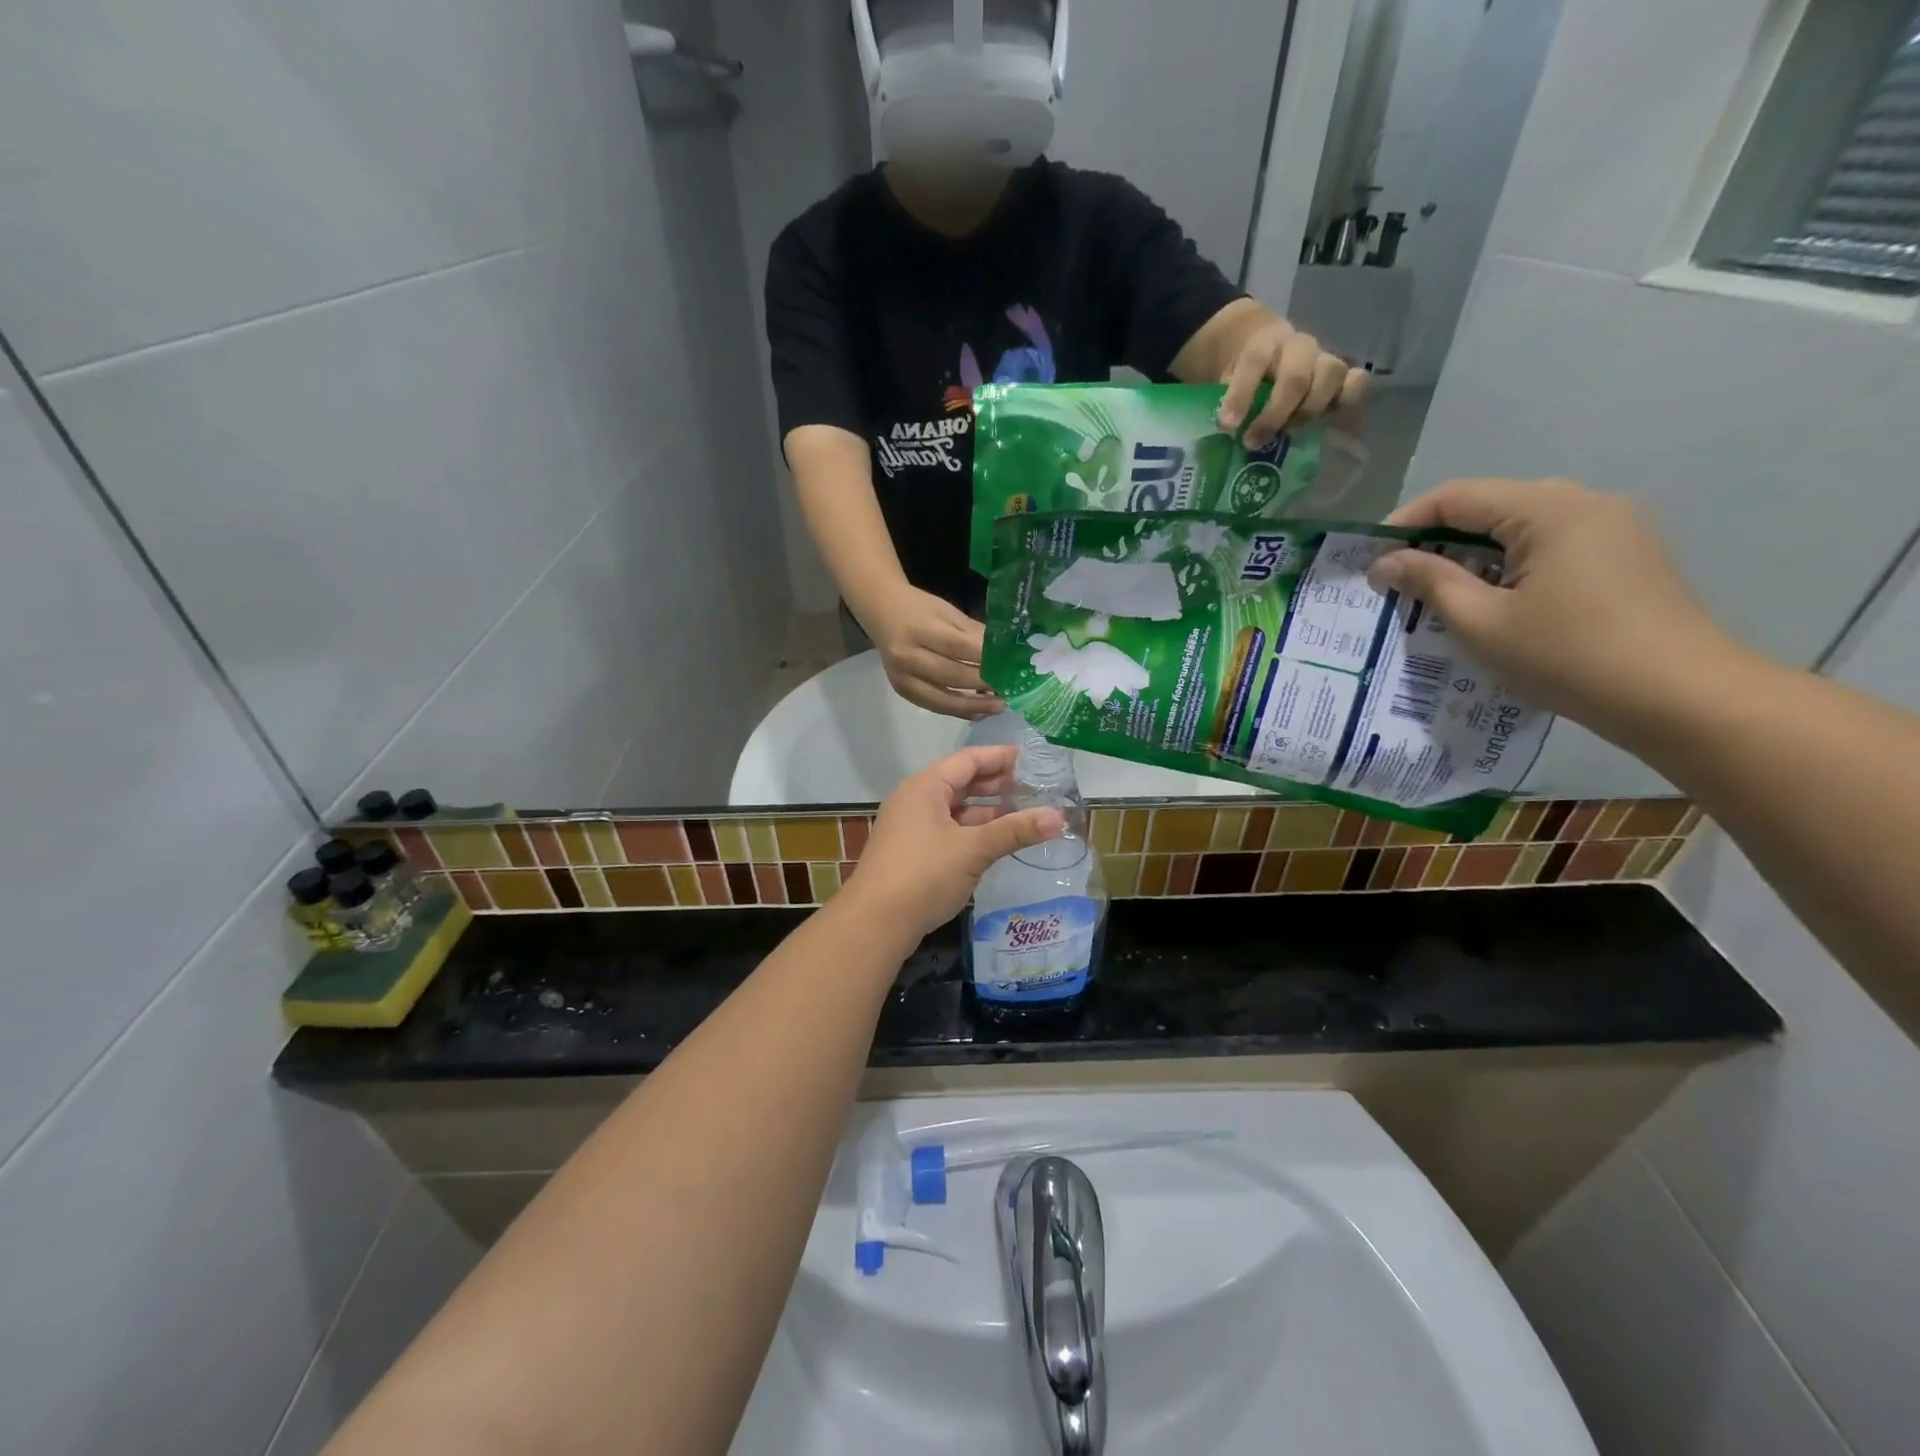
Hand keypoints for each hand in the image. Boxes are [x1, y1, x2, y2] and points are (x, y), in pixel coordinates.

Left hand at [842, 746, 1064, 937]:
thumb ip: (1015, 830)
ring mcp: (911, 827)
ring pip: (955, 809)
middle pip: (961, 782)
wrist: (875, 922)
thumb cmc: (924, 874)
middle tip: (1034, 787)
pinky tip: (996, 841)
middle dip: (996, 784)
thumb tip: (1059, 817)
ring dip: (987, 810)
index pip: (968, 759)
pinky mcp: (911, 852)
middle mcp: (915, 799)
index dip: (1000, 757)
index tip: (1031, 758)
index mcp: (926, 786)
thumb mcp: (974, 849)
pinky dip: (973, 830)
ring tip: (1023, 813)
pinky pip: (948, 830)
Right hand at [865, 584, 1004, 718]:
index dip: (986, 659)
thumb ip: (973, 633)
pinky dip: (958, 711)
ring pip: (943, 699)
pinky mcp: (902, 691)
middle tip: (1010, 689)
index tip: (1011, 667)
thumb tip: (1005, 653)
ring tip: (999, 706)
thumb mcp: (947, 612)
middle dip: (984, 684)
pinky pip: (933, 706)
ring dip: (974, 705)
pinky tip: (978, 712)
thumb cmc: (918, 608)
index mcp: (919, 629)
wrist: (881, 612)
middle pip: (952, 676)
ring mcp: (902, 677)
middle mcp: (907, 656)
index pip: (959, 647)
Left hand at [1217, 315, 1366, 449]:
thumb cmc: (1242, 373)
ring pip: (1331, 375)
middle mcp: (1298, 347)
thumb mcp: (1225, 378)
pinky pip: (1356, 382)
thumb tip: (1223, 432)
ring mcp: (1323, 359)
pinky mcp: (1340, 376)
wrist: (1268, 349)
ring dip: (1309, 411)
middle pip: (1296, 376)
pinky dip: (1349, 399)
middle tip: (1253, 442)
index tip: (1226, 425)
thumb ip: (1224, 399)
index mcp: (1264, 343)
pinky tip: (1331, 418)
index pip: (1254, 362)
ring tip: (1289, 433)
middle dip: (1274, 415)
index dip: (1240, 395)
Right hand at [1366, 478, 1741, 743]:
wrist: (1680, 697)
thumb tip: (1385, 562)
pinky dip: (1509, 564)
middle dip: (1438, 538)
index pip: (1457, 496)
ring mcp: (1614, 528)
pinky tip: (1492, 600)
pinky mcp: (1627, 556)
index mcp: (1550, 509)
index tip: (1371, 559)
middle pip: (1491, 505)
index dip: (1405, 522)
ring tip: (1439, 593)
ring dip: (1473, 553)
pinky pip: (1550, 545)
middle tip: (1400, 578)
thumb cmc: (1568, 656)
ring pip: (1521, 526)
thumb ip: (1430, 582)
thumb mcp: (1481, 622)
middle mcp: (1585, 503)